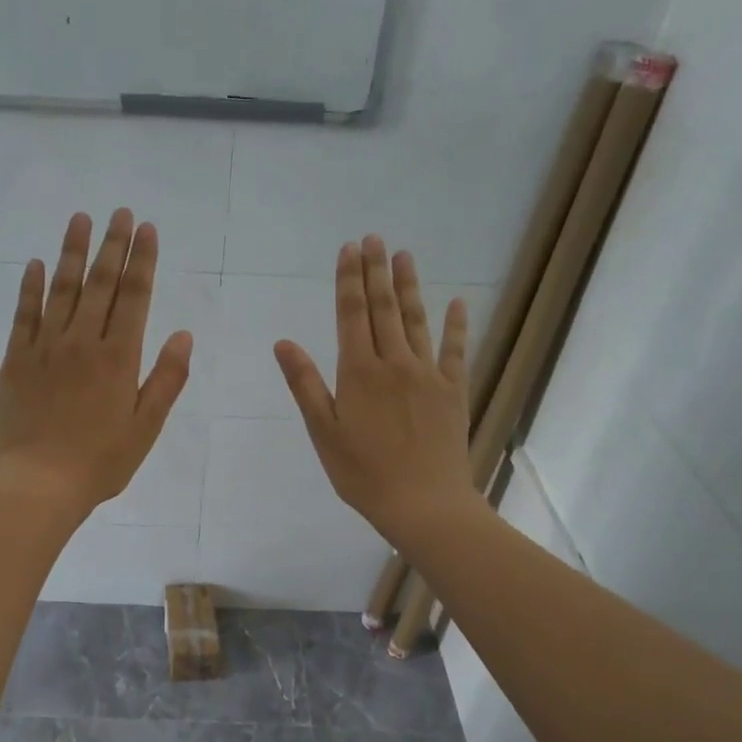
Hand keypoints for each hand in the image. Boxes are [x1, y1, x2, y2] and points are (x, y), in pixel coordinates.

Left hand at [0, 209, 193, 518]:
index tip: (146, 229)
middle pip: (100, 284)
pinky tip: (36, 264)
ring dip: (72, 252)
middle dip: (112, 245)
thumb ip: (166, 379)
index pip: (134, 297)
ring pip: (61, 290)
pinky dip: (30, 287)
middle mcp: (82, 342)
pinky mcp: (16, 361)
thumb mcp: (146, 427)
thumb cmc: (100, 462)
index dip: (142, 261)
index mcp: (118, 358)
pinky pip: (23, 314)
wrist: (38, 484)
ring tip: (79, 219)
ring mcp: (45, 348)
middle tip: (119, 212)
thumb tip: (183, 334)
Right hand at [275, 235, 474, 544]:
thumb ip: (305, 384)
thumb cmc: (363, 474)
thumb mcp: (324, 433)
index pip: (352, 315)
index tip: (348, 250)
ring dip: (409, 287)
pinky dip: (456, 325)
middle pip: (383, 309)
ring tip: (404, 256)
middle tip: (374, 239)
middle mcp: (394, 363)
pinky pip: (456, 350)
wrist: (423, 503)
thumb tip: (284, 343)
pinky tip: (457, 303)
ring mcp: (428, 375)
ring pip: (416, 321)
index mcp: (359, 373)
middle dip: (376, 272)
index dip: (349, 280)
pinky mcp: (453, 391)